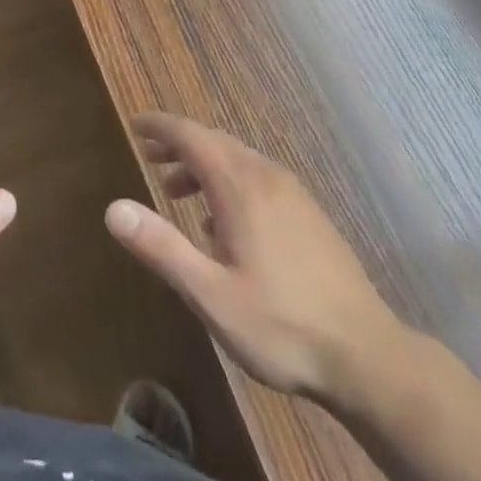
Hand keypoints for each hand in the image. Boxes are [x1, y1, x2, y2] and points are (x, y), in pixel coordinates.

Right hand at [105, 112, 409, 412]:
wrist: (368, 356)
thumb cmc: (281, 326)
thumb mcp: (210, 294)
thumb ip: (161, 247)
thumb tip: (113, 208)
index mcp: (240, 185)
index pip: (191, 135)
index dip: (160, 126)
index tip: (135, 124)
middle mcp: (266, 176)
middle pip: (214, 141)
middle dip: (179, 144)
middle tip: (149, 157)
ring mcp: (292, 193)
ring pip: (237, 159)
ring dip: (203, 164)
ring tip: (177, 192)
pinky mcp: (308, 213)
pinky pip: (257, 177)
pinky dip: (228, 181)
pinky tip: (223, 223)